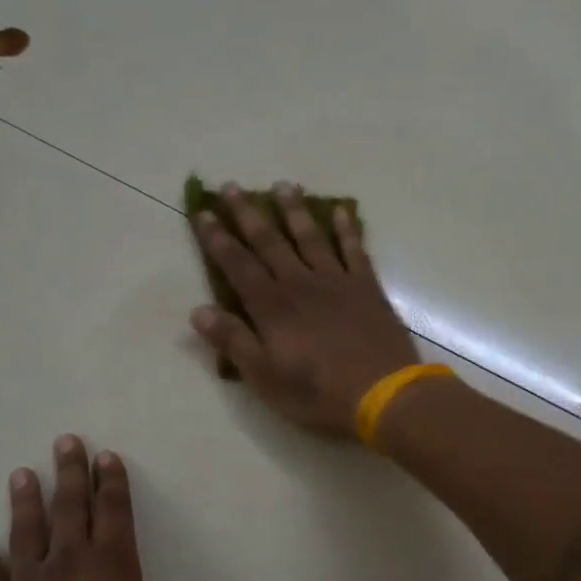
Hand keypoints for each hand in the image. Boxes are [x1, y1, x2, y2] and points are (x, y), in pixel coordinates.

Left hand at [0, 436, 222, 580]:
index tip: (106, 457)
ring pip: (26, 535)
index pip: (114, 517)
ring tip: (21, 474)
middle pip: (69, 511)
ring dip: (25, 504)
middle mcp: (67, 570)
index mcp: (110, 574)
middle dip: (70, 475)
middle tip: (65, 441)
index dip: (112, 485)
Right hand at [191, 182, 421, 437]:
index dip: (217, 238)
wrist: (383, 394)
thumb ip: (233, 341)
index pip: (237, 264)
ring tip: (283, 185)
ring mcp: (337, 281)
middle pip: (269, 241)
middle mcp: (300, 283)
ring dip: (294, 210)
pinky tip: (341, 210)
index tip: (203, 212)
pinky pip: (354, 249)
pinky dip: (346, 228)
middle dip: (248, 213)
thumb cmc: (318, 393)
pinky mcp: (367, 287)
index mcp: (272, 306)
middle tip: (231, 186)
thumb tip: (198, 310)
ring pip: (310, 236)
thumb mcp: (265, 377)